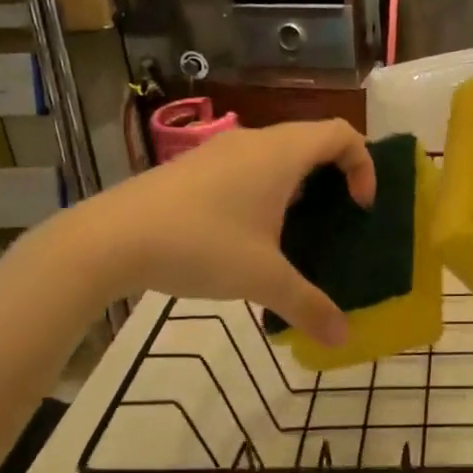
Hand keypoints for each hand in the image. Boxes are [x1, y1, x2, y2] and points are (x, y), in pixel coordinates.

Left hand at [25, 120, 374, 345]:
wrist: (109, 238)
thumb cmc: (200, 245)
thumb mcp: (262, 279)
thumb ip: (309, 305)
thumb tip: (344, 338)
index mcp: (281, 154)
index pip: (342, 133)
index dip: (364, 165)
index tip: (358, 207)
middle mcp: (255, 142)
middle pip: (312, 140)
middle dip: (334, 175)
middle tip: (336, 219)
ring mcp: (220, 151)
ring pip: (276, 153)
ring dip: (297, 183)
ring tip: (295, 230)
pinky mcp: (193, 167)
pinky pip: (247, 165)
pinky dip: (265, 188)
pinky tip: (248, 234)